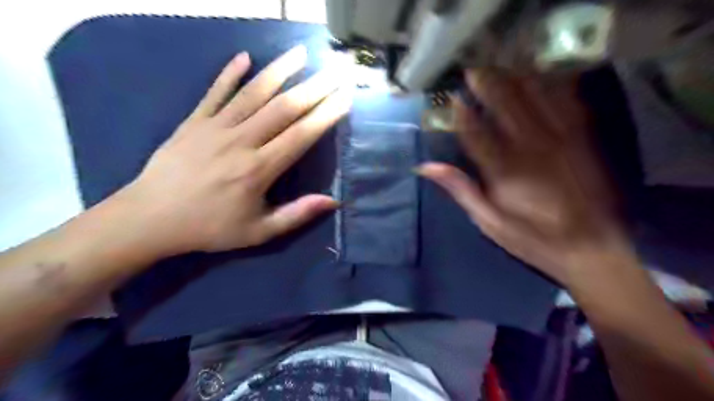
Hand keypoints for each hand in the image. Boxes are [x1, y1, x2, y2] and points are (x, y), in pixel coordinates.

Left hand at [115, 44, 350, 255]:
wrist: (150, 218)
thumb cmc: (209, 227)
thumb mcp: (258, 232)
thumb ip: (296, 214)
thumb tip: (333, 201)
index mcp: (258, 170)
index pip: (300, 136)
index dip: (325, 116)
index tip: (344, 99)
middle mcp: (240, 141)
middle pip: (283, 108)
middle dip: (313, 88)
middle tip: (334, 71)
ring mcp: (215, 127)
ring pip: (252, 93)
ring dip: (279, 71)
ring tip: (299, 53)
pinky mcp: (193, 121)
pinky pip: (214, 92)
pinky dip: (229, 74)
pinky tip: (245, 57)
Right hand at [420, 71, 625, 284]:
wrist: (591, 248)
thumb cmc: (533, 238)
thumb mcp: (489, 222)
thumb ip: (460, 189)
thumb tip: (426, 167)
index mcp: (505, 171)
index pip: (476, 132)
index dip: (462, 112)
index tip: (452, 97)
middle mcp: (532, 148)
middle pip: (506, 105)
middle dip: (488, 84)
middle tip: (472, 70)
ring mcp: (561, 139)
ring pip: (536, 97)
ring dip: (516, 77)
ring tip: (500, 65)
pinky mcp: (582, 139)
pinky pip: (566, 102)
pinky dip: (551, 85)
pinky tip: (540, 75)